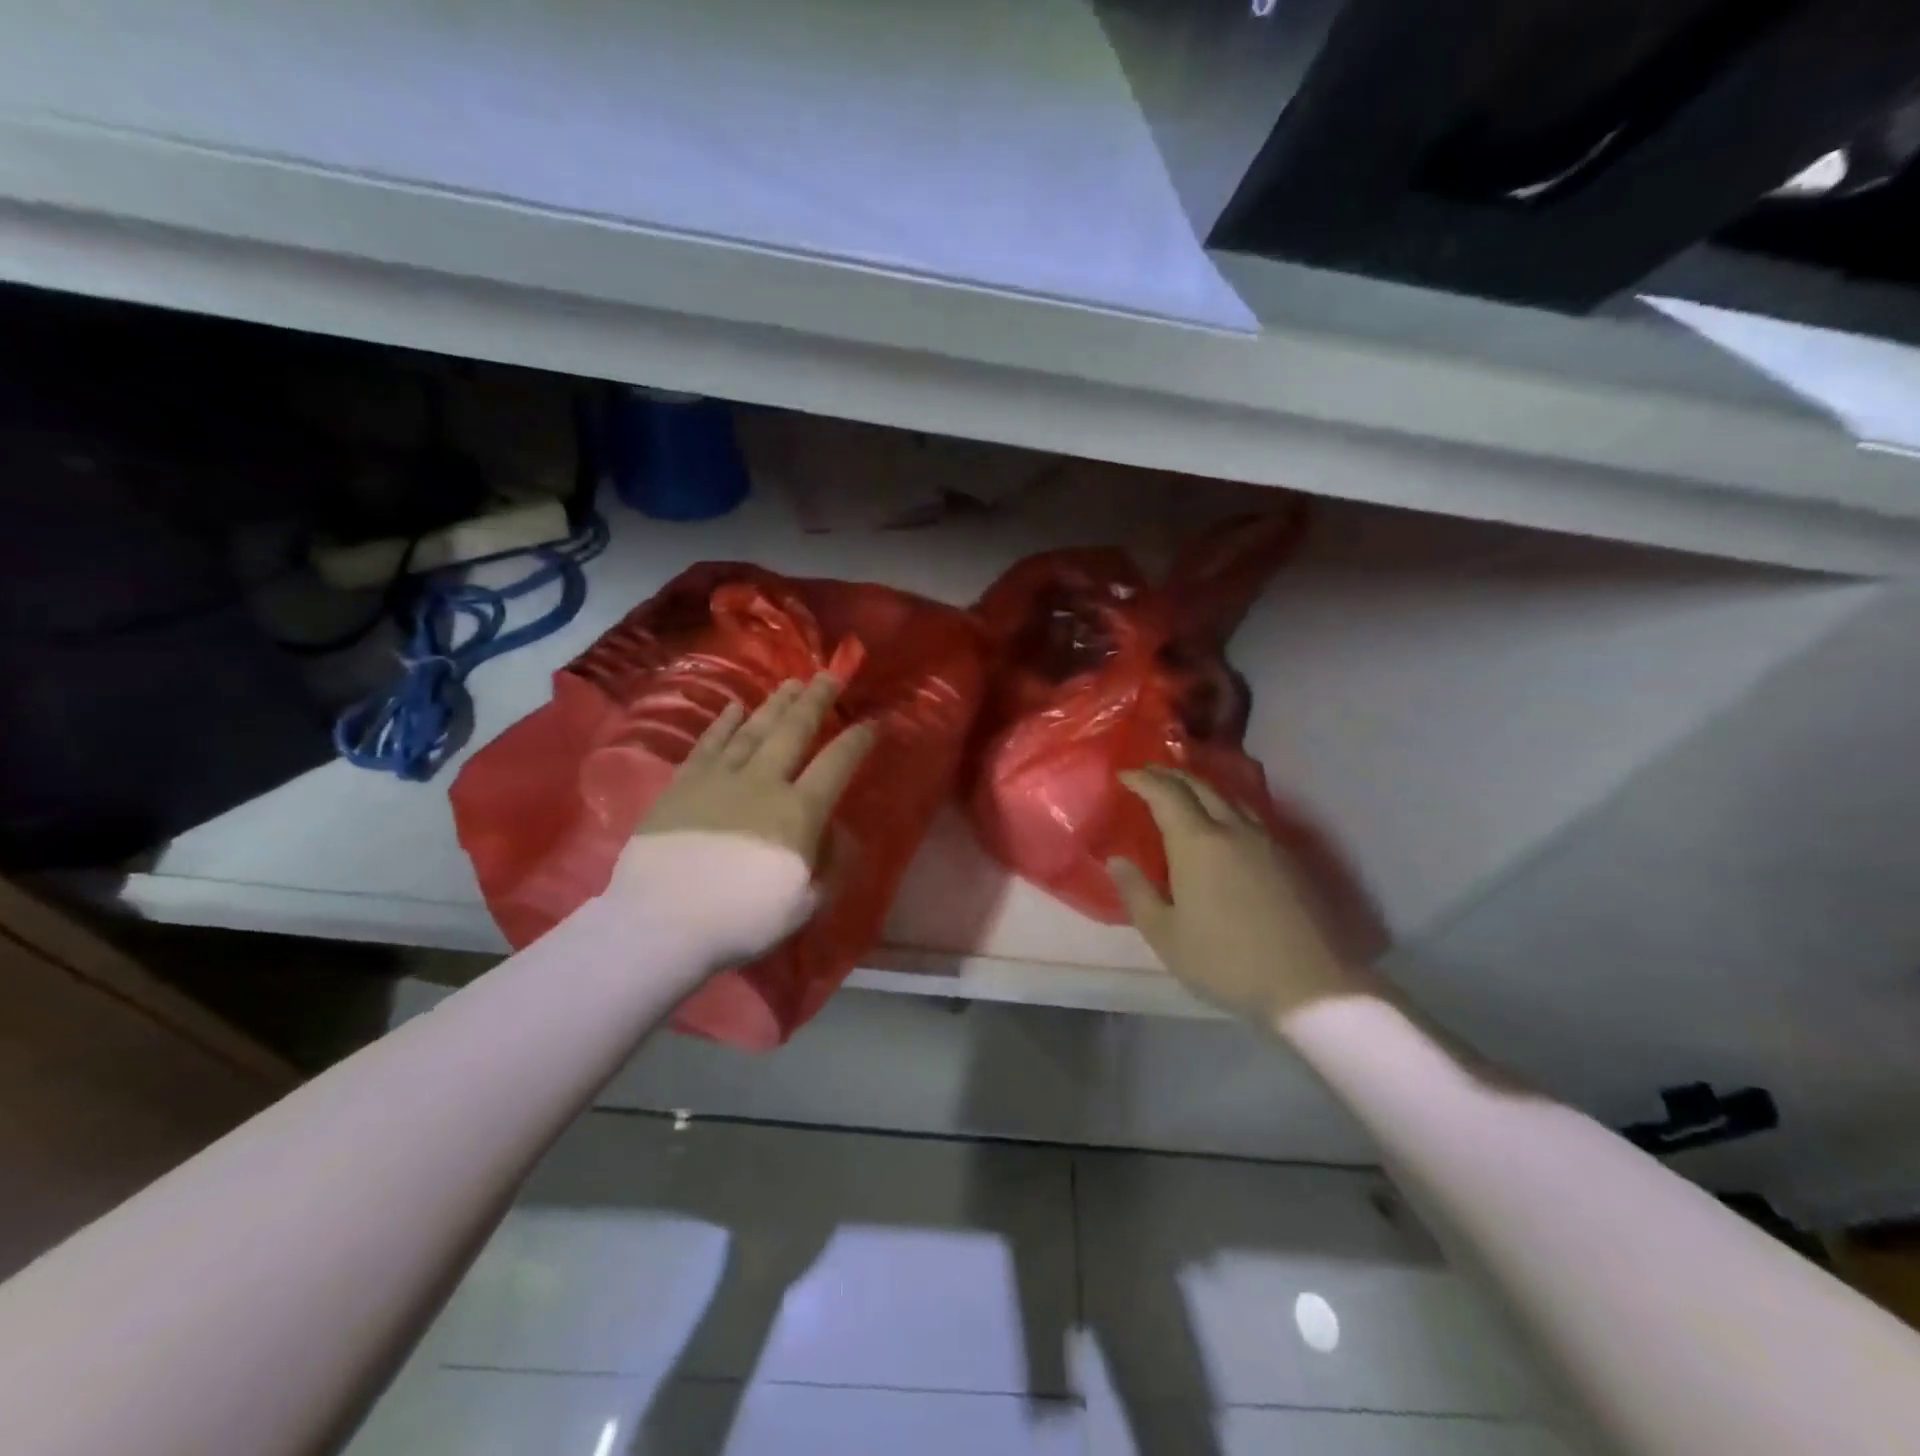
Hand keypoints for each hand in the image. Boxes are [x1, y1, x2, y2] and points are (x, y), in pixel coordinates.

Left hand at [609, 675, 874, 966]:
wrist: (662, 922)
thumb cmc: (742, 919)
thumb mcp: (804, 903)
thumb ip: (827, 863)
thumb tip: (832, 832)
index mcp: (798, 812)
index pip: (837, 764)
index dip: (858, 740)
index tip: (872, 722)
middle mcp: (763, 782)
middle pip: (795, 731)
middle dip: (816, 701)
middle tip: (829, 675)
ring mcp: (719, 778)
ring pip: (754, 729)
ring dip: (776, 704)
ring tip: (792, 683)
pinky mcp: (683, 784)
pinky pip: (709, 743)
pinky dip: (723, 723)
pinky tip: (735, 707)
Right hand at [1109, 767, 1367, 1026]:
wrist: (1310, 985)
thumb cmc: (1225, 961)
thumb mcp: (1166, 935)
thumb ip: (1137, 893)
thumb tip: (1116, 861)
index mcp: (1197, 842)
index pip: (1166, 794)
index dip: (1143, 780)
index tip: (1124, 774)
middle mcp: (1233, 829)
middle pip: (1200, 786)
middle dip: (1170, 776)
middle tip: (1148, 775)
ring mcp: (1267, 840)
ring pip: (1230, 797)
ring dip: (1201, 787)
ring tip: (1184, 792)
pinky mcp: (1290, 857)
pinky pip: (1250, 815)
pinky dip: (1226, 806)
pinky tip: (1224, 823)